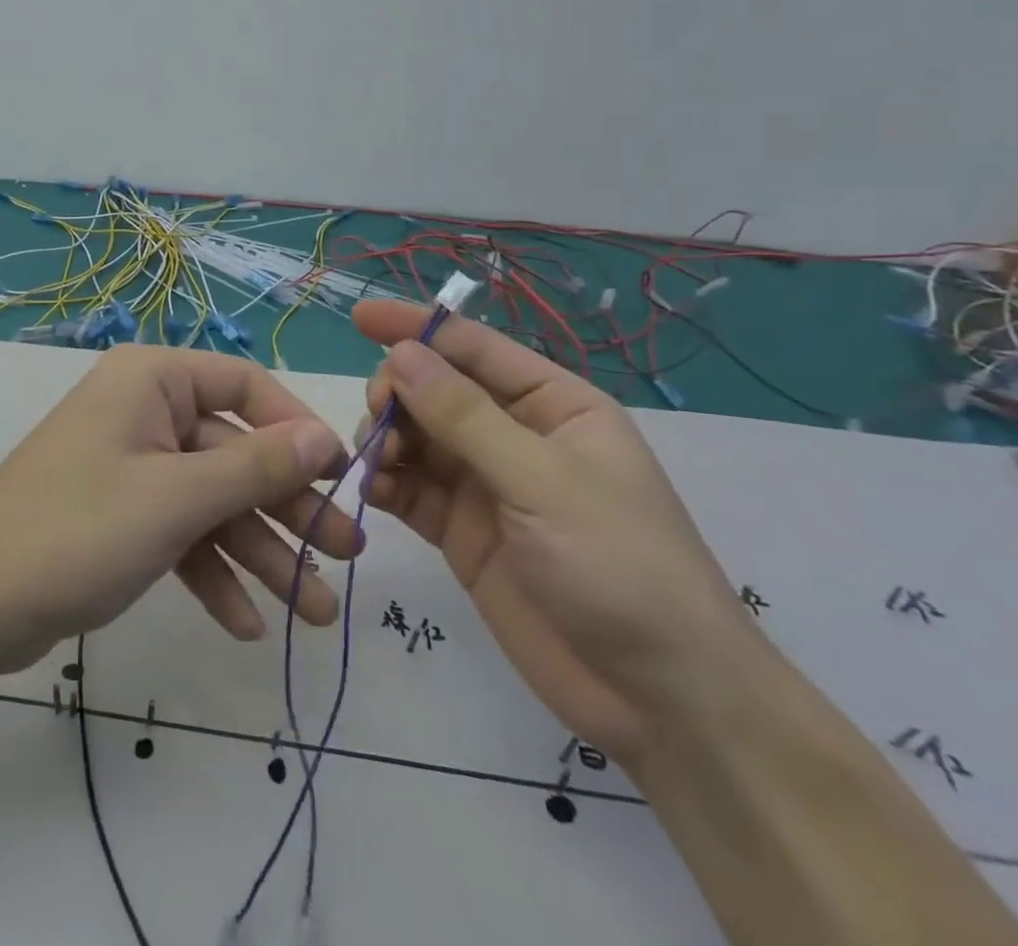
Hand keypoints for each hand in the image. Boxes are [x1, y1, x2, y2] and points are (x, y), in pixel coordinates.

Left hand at [0, 345, 355, 677]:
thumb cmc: (78, 532)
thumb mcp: (177, 500)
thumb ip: (257, 468)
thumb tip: (326, 437)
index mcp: (152, 380)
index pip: (246, 386)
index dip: (297, 429)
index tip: (342, 477)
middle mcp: (144, 411)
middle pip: (235, 452)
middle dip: (287, 510)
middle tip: (347, 558)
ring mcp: (131, 465)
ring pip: (212, 501)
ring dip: (260, 554)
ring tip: (314, 614)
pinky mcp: (120, 514)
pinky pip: (180, 533)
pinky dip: (211, 573)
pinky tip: (246, 625)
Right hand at [355, 299, 760, 762]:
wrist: (658, 700)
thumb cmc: (619, 566)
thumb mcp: (542, 481)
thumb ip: (464, 416)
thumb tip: (401, 354)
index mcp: (552, 404)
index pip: (473, 347)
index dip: (415, 327)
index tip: (358, 317)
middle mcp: (514, 434)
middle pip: (434, 389)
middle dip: (398, 393)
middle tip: (379, 419)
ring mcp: (484, 484)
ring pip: (414, 436)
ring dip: (386, 438)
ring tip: (380, 463)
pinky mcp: (460, 530)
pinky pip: (409, 488)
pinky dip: (386, 482)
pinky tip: (375, 491)